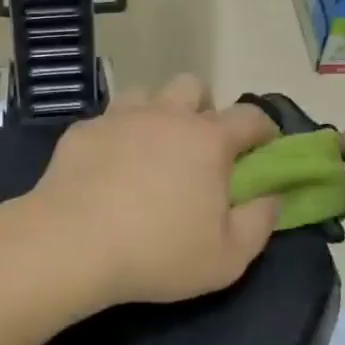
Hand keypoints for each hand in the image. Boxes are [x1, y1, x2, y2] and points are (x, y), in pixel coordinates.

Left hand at [29, 75, 281, 311]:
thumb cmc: (158, 254)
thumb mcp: (227, 258)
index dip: (263, 128)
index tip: (265, 146)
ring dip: (156, 112)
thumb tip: (272, 197)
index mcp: (208, 140)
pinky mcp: (83, 130)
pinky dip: (115, 136)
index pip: (250, 116)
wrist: (72, 244)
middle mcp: (166, 116)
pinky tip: (107, 167)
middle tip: (199, 145)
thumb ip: (259, 223)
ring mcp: (120, 118)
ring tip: (151, 148)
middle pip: (193, 86)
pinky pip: (107, 120)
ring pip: (146, 93)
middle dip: (203, 107)